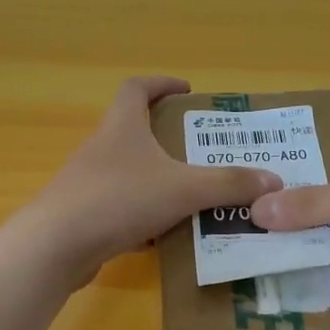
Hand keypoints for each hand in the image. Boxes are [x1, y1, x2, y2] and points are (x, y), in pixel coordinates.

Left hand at [14, 77, 282, 282]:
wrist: (56, 245)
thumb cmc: (119, 199)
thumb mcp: (183, 189)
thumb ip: (228, 184)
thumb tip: (273, 180)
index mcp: (122, 126)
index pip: (137, 88)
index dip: (162, 84)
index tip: (187, 91)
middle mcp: (102, 148)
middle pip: (135, 131)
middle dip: (169, 140)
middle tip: (204, 152)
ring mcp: (89, 183)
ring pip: (131, 175)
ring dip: (159, 182)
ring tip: (194, 196)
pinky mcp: (84, 216)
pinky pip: (122, 209)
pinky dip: (144, 217)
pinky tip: (165, 237)